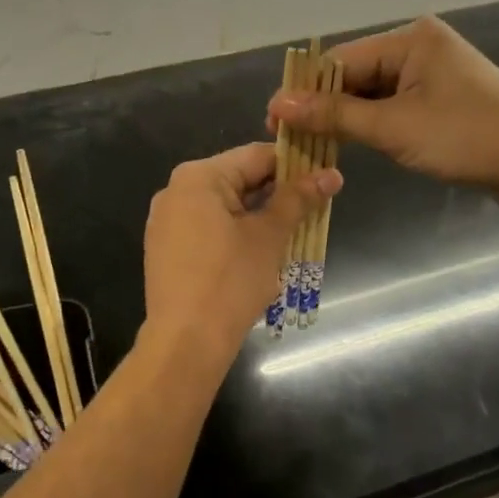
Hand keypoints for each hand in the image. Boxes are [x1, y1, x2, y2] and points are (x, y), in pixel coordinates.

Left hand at [143, 143, 340, 351]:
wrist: (185, 341)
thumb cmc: (230, 281)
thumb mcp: (269, 236)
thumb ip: (298, 199)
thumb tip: (332, 174)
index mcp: (198, 176)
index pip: (256, 155)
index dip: (295, 165)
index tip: (324, 178)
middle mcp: (176, 190)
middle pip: (238, 178)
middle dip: (277, 193)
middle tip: (314, 208)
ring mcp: (166, 220)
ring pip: (224, 205)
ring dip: (258, 214)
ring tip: (292, 230)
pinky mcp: (166, 247)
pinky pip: (207, 226)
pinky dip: (234, 231)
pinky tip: (259, 251)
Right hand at [268, 17, 498, 195]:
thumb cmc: (467, 138)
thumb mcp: (394, 127)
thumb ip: (335, 115)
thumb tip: (280, 105)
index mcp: (411, 39)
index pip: (341, 61)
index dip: (305, 92)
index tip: (273, 119)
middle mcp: (420, 47)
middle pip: (356, 74)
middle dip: (324, 106)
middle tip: (289, 137)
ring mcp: (434, 73)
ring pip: (373, 92)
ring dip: (346, 117)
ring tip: (312, 143)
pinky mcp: (443, 99)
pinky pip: (394, 105)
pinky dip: (372, 123)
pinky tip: (350, 142)